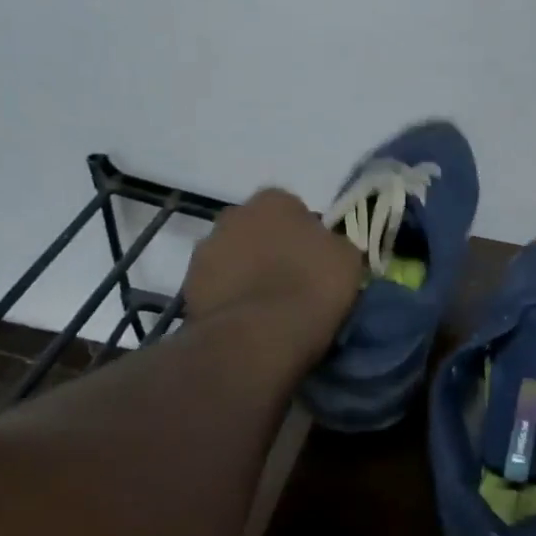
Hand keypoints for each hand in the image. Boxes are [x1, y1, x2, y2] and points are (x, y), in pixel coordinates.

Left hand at [183, 188, 364, 356]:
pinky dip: (228, 299)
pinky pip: (216, 288)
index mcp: (273, 200)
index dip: (305, 236)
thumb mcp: (348, 259)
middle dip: (269, 249)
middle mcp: (233, 215)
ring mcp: (205, 250)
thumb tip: (326, 248)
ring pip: (232, 258)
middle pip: (256, 230)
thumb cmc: (311, 287)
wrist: (259, 336)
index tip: (315, 262)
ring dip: (245, 273)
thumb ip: (333, 244)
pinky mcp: (188, 287)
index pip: (293, 210)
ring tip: (266, 308)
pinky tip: (246, 321)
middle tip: (290, 282)